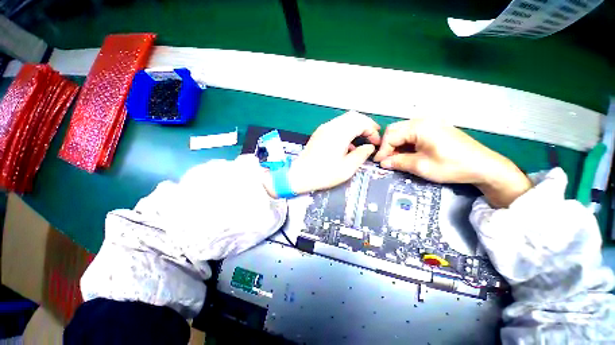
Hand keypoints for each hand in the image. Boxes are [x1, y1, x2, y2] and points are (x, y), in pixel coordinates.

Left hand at [270, 111, 380, 194]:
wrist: (300, 175)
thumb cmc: (323, 174)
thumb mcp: (347, 168)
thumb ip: (361, 155)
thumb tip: (369, 147)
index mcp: (339, 133)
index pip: (361, 122)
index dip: (372, 130)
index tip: (376, 142)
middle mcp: (331, 126)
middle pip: (353, 116)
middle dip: (365, 124)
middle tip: (373, 135)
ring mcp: (324, 129)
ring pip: (344, 120)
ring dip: (356, 126)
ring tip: (363, 138)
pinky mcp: (319, 133)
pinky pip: (337, 126)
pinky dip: (346, 130)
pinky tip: (348, 144)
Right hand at [373, 119, 530, 207]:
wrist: (484, 166)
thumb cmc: (452, 166)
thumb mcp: (421, 166)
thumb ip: (398, 162)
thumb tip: (382, 163)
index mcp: (420, 126)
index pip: (391, 136)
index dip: (383, 150)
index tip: (378, 163)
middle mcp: (423, 120)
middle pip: (395, 130)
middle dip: (388, 145)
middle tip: (386, 160)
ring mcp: (430, 123)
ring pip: (403, 131)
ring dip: (396, 144)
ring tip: (395, 158)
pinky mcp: (435, 128)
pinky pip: (413, 133)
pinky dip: (405, 143)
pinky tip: (407, 153)